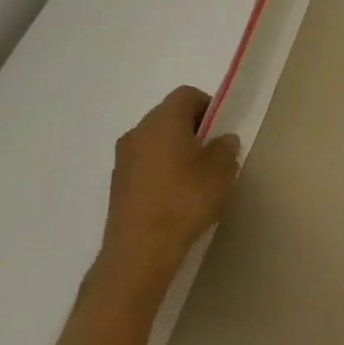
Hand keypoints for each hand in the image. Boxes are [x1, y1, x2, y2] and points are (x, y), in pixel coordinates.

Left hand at [98, 86, 241, 294]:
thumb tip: (221, 140)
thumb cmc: (186, 199)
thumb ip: (225, 147)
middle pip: (168, 115)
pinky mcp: (118, 183)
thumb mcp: (222, 170)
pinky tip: (177, 192)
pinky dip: (162, 167)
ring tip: (197, 174)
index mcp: (163, 121)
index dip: (209, 105)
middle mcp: (137, 133)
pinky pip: (146, 162)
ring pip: (156, 140)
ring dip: (176, 148)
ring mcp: (122, 159)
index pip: (186, 95)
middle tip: (214, 150)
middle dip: (193, 126)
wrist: (140, 249)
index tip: (223, 128)